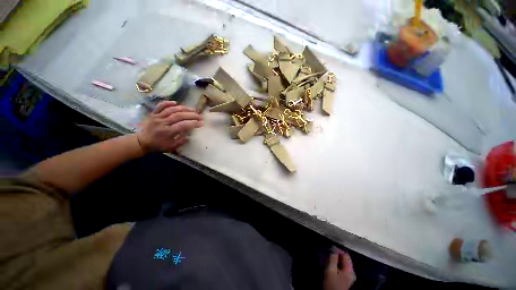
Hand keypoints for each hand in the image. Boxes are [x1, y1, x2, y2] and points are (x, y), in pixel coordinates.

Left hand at [137, 101, 202, 152]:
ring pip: (172, 109)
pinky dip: (167, 103)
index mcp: (168, 132)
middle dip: (192, 115)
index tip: (201, 123)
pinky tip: (175, 102)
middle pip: (179, 116)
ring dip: (184, 108)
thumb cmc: (159, 145)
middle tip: (200, 116)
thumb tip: (189, 135)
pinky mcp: (153, 113)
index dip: (194, 123)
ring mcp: (157, 117)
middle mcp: (163, 123)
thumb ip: (181, 141)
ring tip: (193, 109)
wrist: (142, 142)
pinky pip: (160, 106)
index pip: (183, 125)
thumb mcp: (171, 147)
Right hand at [323, 249, 355, 289]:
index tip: (330, 249)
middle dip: (336, 255)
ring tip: (328, 260)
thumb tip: (334, 248)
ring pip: (342, 263)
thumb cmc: (332, 283)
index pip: (346, 254)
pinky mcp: (344, 278)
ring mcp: (348, 276)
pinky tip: (330, 266)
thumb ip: (333, 258)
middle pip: (344, 259)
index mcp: (350, 270)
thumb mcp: (331, 269)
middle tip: (328, 255)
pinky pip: (340, 267)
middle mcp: (351, 272)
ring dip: (335, 260)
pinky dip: (335, 265)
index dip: (338, 250)